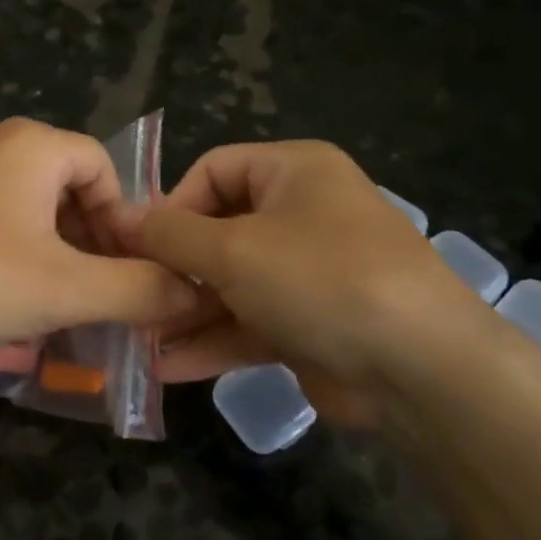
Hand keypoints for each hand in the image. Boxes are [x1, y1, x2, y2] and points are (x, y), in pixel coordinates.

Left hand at [0, 118, 200, 365]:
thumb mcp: (66, 289)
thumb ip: (138, 290)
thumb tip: (192, 293)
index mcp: (33, 147)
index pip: (104, 167)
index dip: (124, 220)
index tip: (124, 271)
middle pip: (65, 189)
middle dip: (88, 244)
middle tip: (93, 295)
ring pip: (25, 213)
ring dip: (50, 258)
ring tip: (52, 309)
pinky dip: (9, 260)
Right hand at [126, 141, 498, 426]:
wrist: (421, 369)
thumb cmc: (321, 280)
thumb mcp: (234, 250)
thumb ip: (170, 235)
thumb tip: (120, 218)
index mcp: (293, 172)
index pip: (213, 170)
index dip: (171, 204)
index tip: (139, 246)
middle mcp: (300, 214)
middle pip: (217, 230)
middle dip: (172, 268)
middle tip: (132, 298)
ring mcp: (306, 272)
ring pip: (230, 283)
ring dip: (186, 310)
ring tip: (139, 338)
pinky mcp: (308, 323)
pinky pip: (249, 322)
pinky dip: (213, 341)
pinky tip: (168, 367)